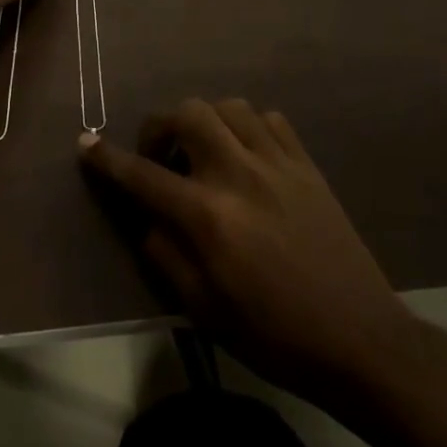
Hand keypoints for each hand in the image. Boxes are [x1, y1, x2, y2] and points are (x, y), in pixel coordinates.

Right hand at [80, 99, 411, 400]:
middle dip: (161, 127)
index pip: (143, 175)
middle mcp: (239, 175)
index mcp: (208, 216)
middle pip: (188, 114)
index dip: (108, 158)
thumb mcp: (204, 309)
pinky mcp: (307, 165)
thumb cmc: (274, 335)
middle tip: (160, 158)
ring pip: (229, 107)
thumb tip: (148, 217)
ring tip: (204, 153)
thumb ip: (166, 254)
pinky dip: (247, 126)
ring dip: (205, 121)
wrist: (359, 340)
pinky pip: (270, 120)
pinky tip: (246, 155)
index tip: (86, 143)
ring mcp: (278, 164)